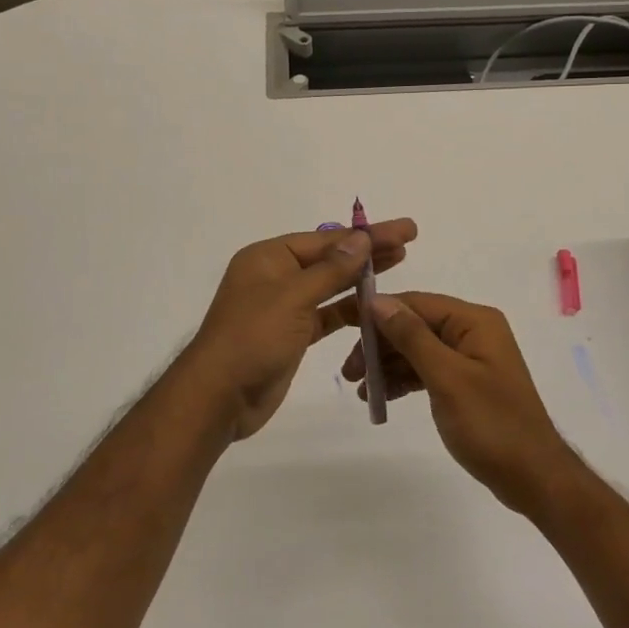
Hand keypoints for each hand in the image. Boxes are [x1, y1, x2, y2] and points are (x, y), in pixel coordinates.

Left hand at [186, 219, 417, 440]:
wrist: (219, 397)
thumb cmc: (252, 338)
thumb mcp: (292, 298)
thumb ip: (331, 270)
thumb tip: (362, 238)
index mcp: (268, 257)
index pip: (326, 239)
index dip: (366, 234)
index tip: (403, 230)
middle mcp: (276, 276)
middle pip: (330, 258)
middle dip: (368, 249)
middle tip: (409, 240)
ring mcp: (284, 306)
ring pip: (330, 285)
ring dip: (362, 276)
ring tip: (400, 262)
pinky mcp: (292, 335)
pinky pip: (327, 314)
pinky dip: (349, 309)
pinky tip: (375, 304)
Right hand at [340, 291, 576, 513]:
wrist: (533, 477)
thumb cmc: (491, 424)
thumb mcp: (447, 378)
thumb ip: (411, 336)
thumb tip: (377, 301)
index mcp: (473, 321)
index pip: (416, 303)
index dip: (378, 312)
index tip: (342, 325)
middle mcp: (473, 331)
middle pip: (415, 325)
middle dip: (380, 344)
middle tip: (348, 372)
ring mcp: (471, 358)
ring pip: (418, 349)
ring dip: (388, 365)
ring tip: (359, 388)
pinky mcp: (467, 383)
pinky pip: (428, 370)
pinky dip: (405, 380)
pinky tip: (382, 396)